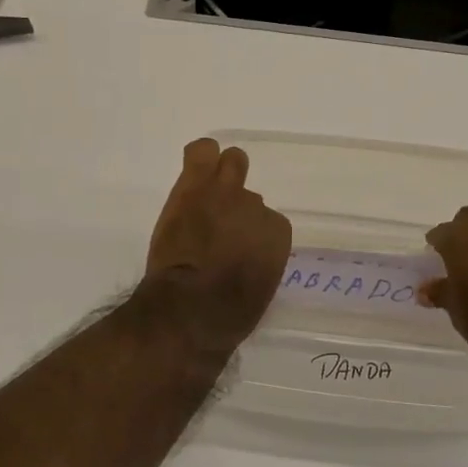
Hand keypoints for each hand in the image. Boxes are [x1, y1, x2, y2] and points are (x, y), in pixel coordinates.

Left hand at [142, 139, 292, 350]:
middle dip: (237, 205)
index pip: (268, 223)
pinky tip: (195, 165)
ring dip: (221, 175)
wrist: (189, 307)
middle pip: (251, 194)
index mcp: (277, 235)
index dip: (249, 235)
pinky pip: (201, 152)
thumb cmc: (226, 314)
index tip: (235, 248)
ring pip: (232, 162)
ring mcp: (226, 192)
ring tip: (205, 191)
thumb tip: (245, 255)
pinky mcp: (195, 185)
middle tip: (220, 219)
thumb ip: (258, 261)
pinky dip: (200, 157)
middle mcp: (257, 207)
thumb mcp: (259, 290)